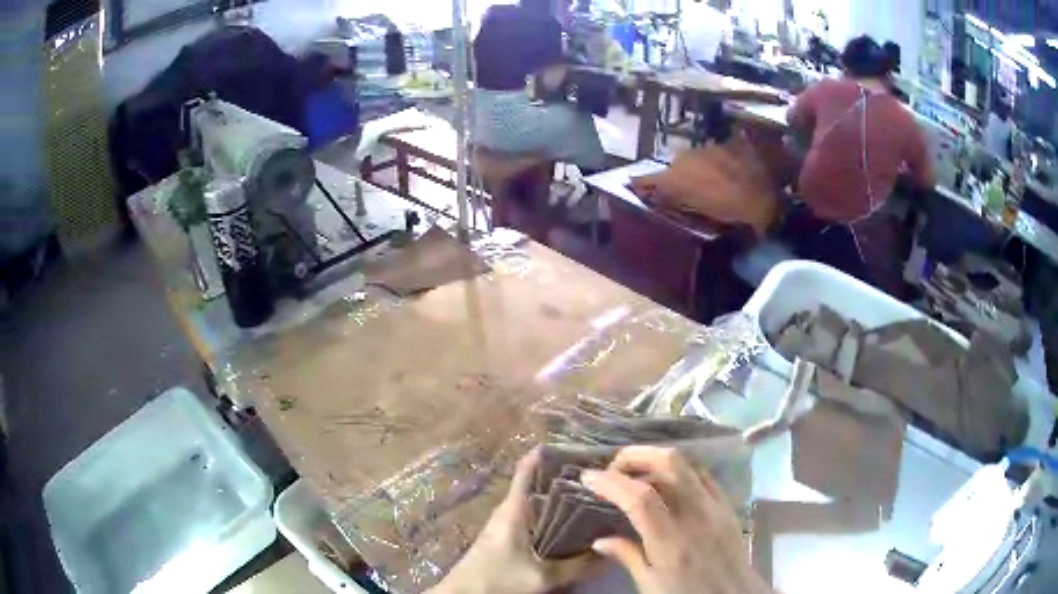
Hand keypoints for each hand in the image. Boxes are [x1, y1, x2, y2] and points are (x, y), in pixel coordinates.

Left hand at [428, 449, 596, 593]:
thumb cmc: (497, 578)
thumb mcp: (542, 576)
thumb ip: (577, 566)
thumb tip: (612, 553)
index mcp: (515, 508)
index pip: (528, 467)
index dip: (551, 452)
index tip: (582, 446)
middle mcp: (511, 509)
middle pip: (539, 483)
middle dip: (567, 477)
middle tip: (603, 475)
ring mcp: (508, 523)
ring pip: (539, 501)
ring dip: (562, 497)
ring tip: (596, 495)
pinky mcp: (509, 537)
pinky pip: (536, 518)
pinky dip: (555, 515)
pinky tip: (574, 524)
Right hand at [581, 446, 771, 593]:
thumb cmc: (687, 593)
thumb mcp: (651, 584)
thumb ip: (627, 556)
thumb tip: (599, 540)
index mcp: (671, 541)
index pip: (639, 498)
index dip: (611, 482)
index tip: (588, 477)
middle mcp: (695, 515)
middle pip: (669, 463)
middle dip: (636, 456)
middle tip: (613, 467)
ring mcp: (715, 505)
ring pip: (687, 463)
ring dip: (656, 460)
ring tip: (635, 472)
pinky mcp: (727, 504)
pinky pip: (703, 475)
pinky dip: (680, 470)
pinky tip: (667, 482)